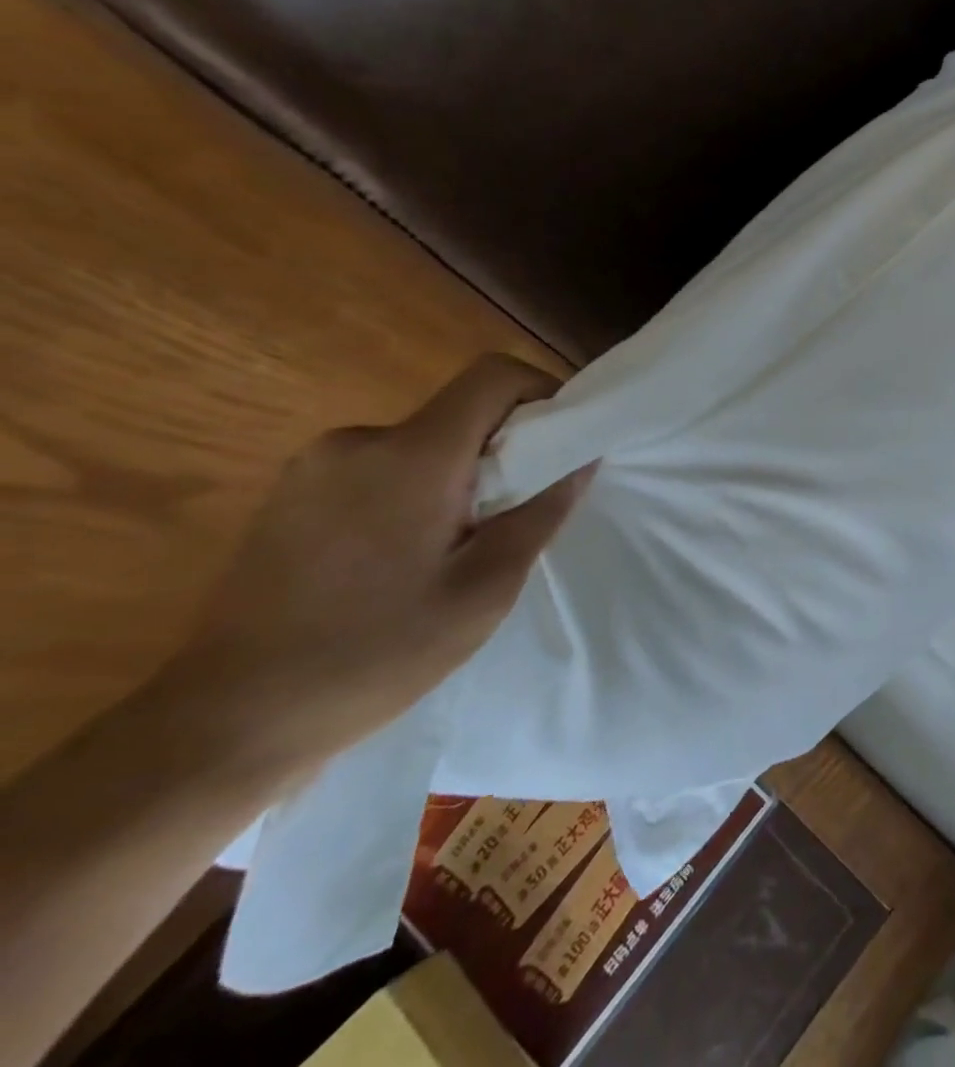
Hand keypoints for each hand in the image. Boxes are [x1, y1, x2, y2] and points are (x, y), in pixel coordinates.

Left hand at [149, 355, 593, 780]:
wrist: (227, 723)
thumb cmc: (376, 654)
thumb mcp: (486, 588)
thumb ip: (542, 510)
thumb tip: (583, 456)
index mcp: (411, 456)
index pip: (494, 376)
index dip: (542, 392)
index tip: (562, 441)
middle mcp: (359, 441)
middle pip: (460, 412)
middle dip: (503, 449)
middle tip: (514, 515)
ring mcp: (314, 466)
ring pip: (422, 443)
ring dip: (458, 475)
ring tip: (456, 548)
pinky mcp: (290, 493)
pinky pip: (380, 466)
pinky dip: (414, 490)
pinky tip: (401, 558)